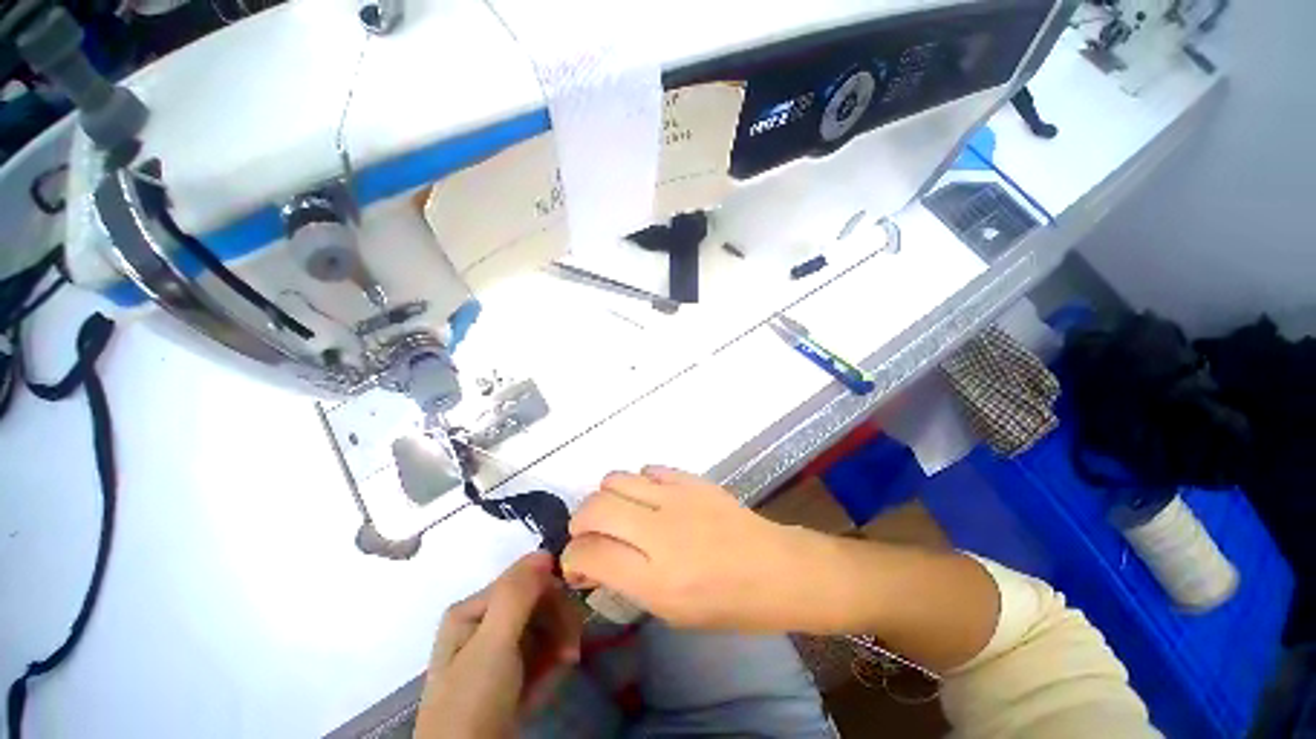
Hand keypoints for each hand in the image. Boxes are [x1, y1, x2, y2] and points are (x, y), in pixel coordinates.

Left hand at [416, 552, 581, 738]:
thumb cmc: (473, 701)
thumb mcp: (493, 645)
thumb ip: (516, 595)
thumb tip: (544, 551)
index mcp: (473, 609)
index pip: (526, 580)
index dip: (553, 595)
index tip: (573, 619)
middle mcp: (484, 623)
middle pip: (536, 604)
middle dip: (559, 624)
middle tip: (572, 652)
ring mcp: (496, 652)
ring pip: (542, 630)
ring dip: (558, 647)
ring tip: (563, 669)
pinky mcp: (507, 677)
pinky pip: (538, 657)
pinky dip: (549, 669)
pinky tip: (547, 686)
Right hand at [561, 466, 815, 630]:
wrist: (775, 568)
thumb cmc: (727, 604)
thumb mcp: (671, 612)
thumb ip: (626, 583)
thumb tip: (594, 560)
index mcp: (655, 578)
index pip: (588, 554)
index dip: (571, 560)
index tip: (577, 566)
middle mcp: (660, 531)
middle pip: (594, 508)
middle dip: (580, 523)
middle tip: (590, 537)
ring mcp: (677, 497)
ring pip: (615, 479)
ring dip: (605, 497)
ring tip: (618, 513)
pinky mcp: (691, 479)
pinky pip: (648, 469)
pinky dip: (638, 483)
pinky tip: (650, 498)